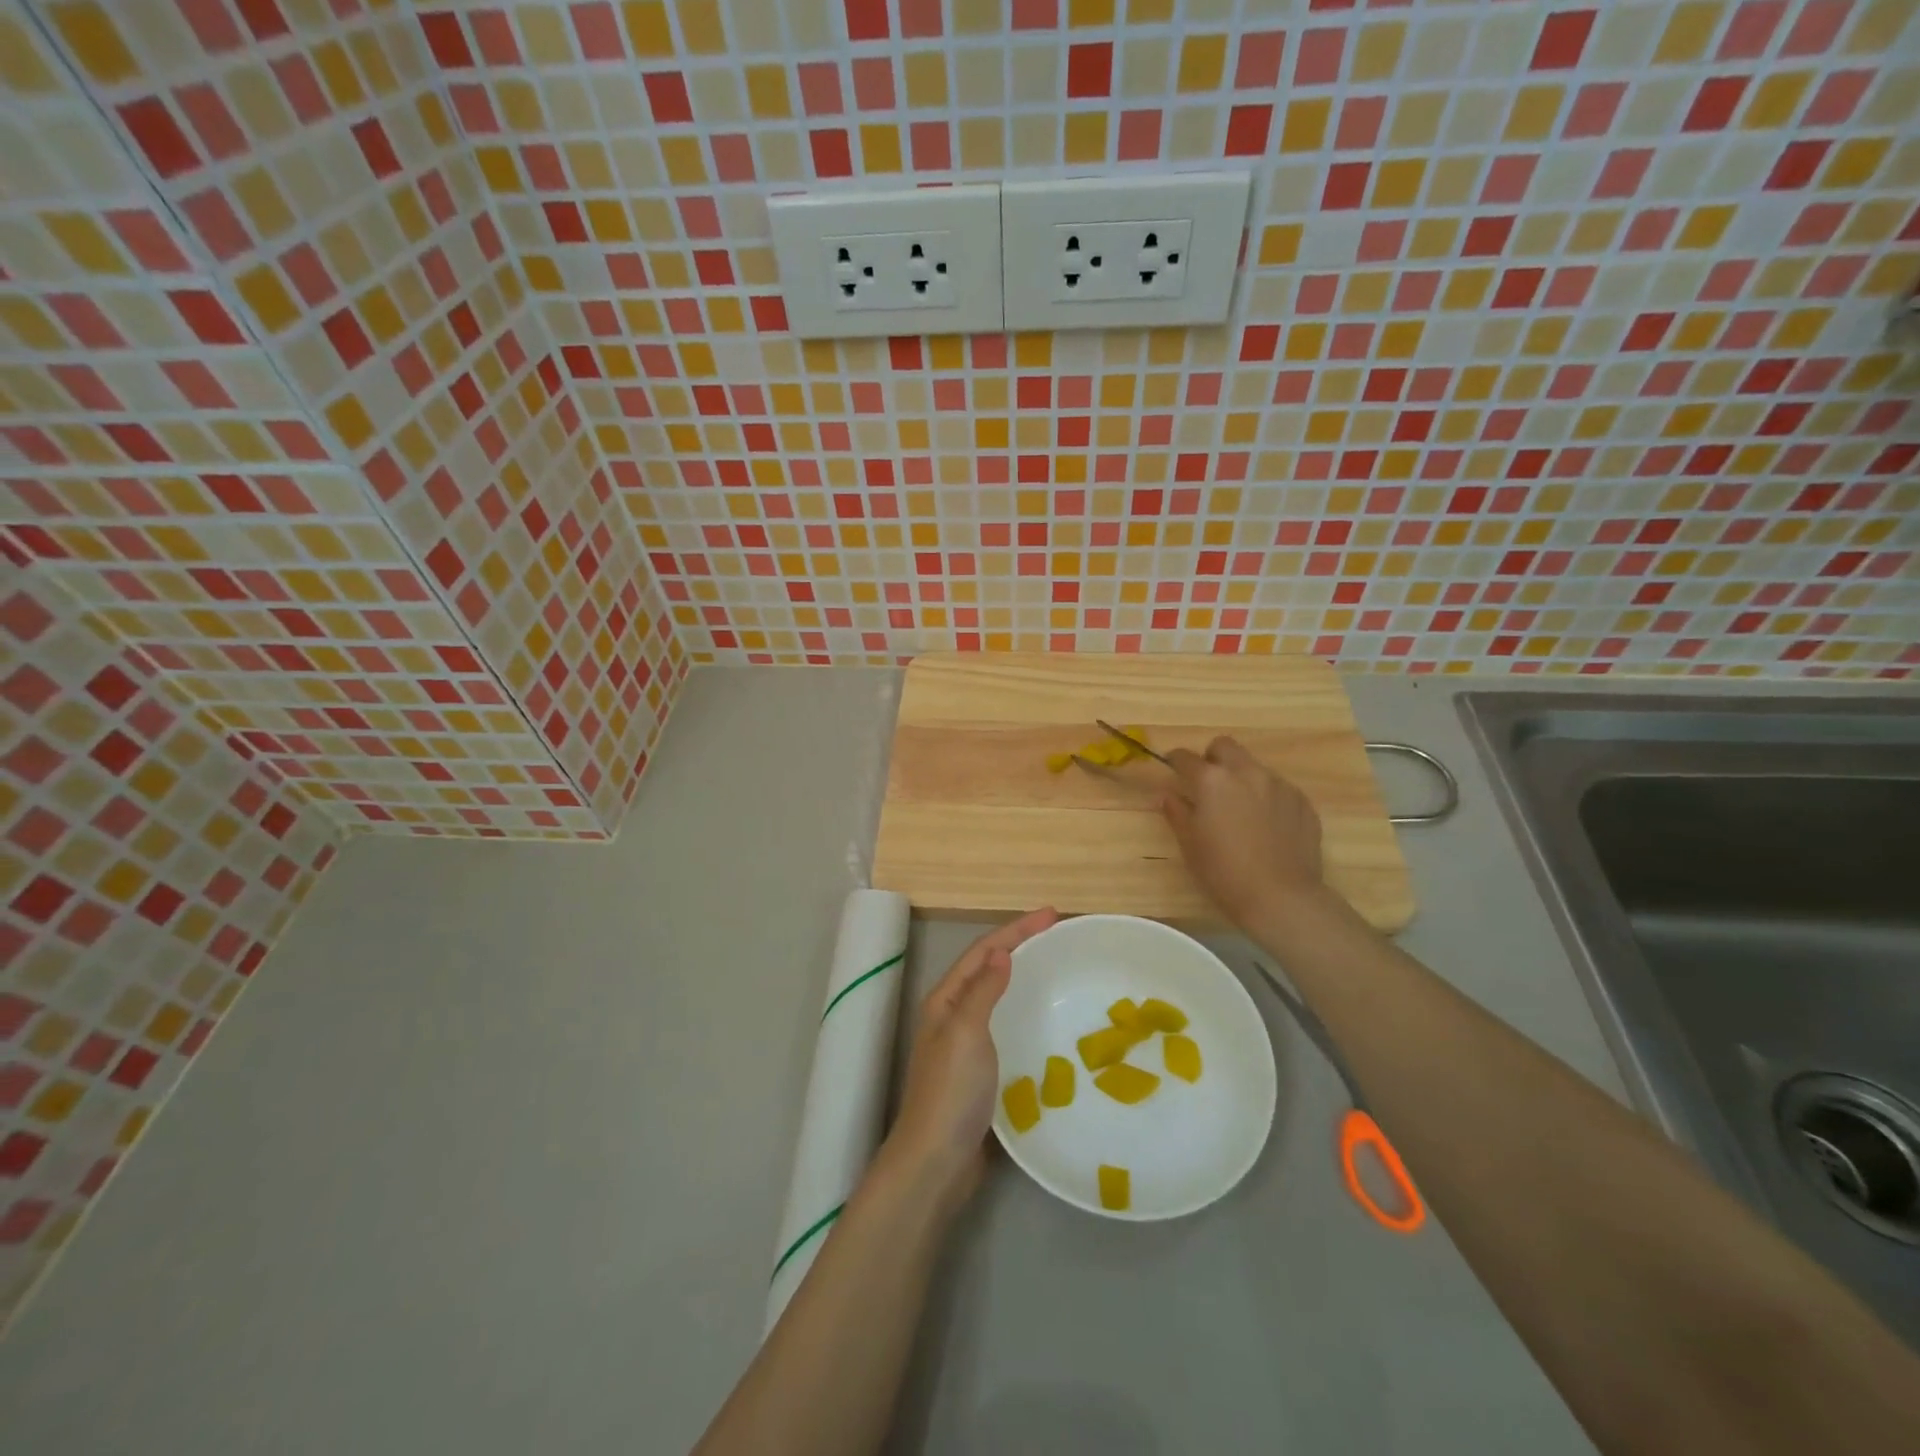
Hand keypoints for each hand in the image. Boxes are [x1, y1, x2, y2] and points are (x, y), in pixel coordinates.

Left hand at [885, 907, 1059, 1211]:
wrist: (937, 1161)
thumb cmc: (951, 1091)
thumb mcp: (966, 1032)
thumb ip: (983, 991)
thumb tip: (1002, 951)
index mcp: (946, 1000)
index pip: (983, 951)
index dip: (1016, 929)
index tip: (1051, 914)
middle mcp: (953, 1016)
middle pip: (989, 968)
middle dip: (1021, 947)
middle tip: (1058, 936)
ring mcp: (966, 1045)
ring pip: (998, 998)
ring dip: (1023, 978)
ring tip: (1057, 970)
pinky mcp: (981, 1072)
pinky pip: (1006, 1029)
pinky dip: (1025, 1015)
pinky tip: (1047, 1022)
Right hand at [1163, 737, 1325, 927]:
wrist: (1282, 898)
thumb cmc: (1224, 873)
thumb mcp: (1190, 844)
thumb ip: (1177, 812)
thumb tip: (1168, 795)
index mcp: (1212, 781)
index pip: (1186, 757)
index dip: (1175, 761)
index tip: (1172, 770)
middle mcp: (1246, 773)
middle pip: (1225, 747)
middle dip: (1212, 758)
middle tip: (1208, 785)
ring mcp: (1278, 785)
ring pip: (1253, 767)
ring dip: (1241, 778)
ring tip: (1240, 810)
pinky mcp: (1302, 801)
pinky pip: (1277, 788)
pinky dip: (1266, 798)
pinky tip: (1265, 826)